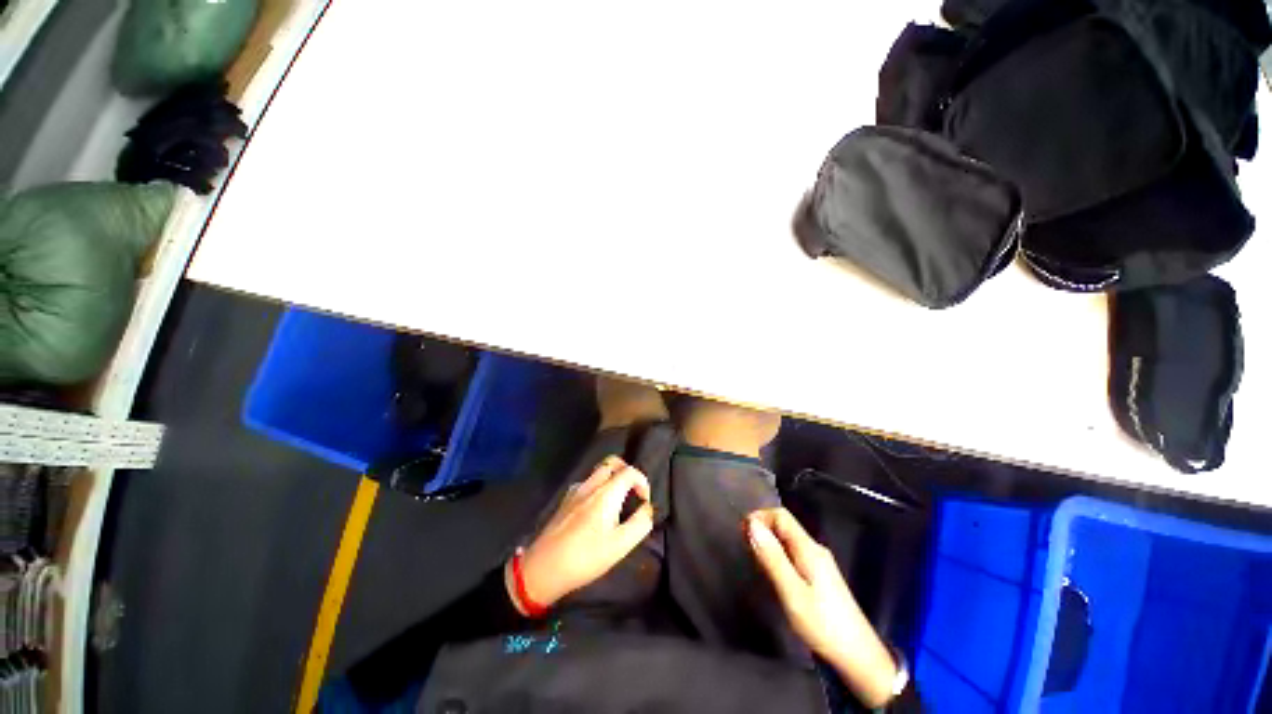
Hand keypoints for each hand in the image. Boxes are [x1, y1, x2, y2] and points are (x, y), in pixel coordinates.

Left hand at [508, 456, 654, 612]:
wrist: (543, 568)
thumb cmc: (585, 557)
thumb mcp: (620, 546)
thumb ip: (640, 523)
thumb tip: (648, 508)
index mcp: (606, 493)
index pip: (630, 471)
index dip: (642, 482)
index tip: (644, 501)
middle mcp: (591, 485)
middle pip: (611, 463)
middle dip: (626, 472)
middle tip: (632, 492)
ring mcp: (575, 491)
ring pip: (598, 472)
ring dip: (612, 478)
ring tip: (617, 501)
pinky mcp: (565, 500)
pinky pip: (587, 483)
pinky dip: (598, 487)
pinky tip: (596, 510)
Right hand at [747, 508, 898, 707]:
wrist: (858, 656)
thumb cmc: (822, 624)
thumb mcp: (792, 592)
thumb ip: (772, 557)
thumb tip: (752, 524)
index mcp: (808, 548)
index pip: (781, 515)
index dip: (759, 517)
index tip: (742, 533)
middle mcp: (815, 549)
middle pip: (784, 526)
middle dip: (762, 530)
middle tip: (745, 548)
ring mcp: (819, 563)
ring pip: (788, 541)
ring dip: (768, 544)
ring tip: (754, 561)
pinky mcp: (820, 576)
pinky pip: (793, 554)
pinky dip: (777, 556)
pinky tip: (772, 574)